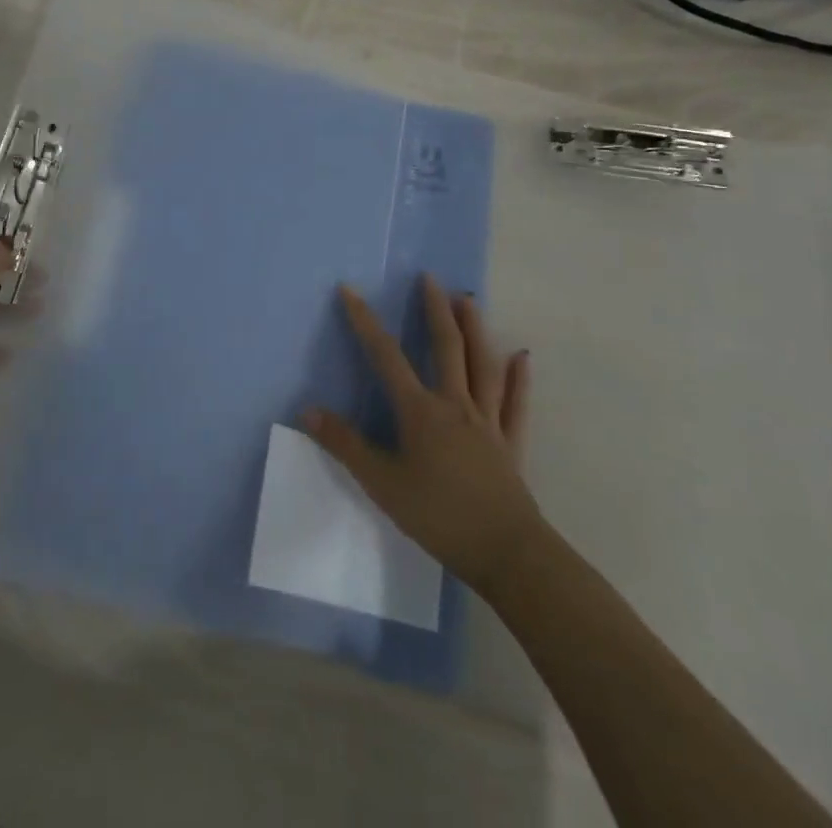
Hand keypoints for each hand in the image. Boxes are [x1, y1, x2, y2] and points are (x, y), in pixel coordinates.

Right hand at [303, 276, 539, 597]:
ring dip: (475, 329)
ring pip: (482, 365)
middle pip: (446, 346)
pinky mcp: (511, 443)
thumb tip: (308, 410)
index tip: (351, 291)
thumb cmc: (439, 516)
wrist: (506, 553)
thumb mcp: (381, 483)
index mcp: (420, 411)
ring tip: (468, 300)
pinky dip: (519, 378)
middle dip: (435, 309)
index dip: (365, 321)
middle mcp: (455, 404)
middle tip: (429, 278)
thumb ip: (345, 444)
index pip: (386, 355)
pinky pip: (515, 403)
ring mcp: (487, 421)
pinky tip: (522, 356)